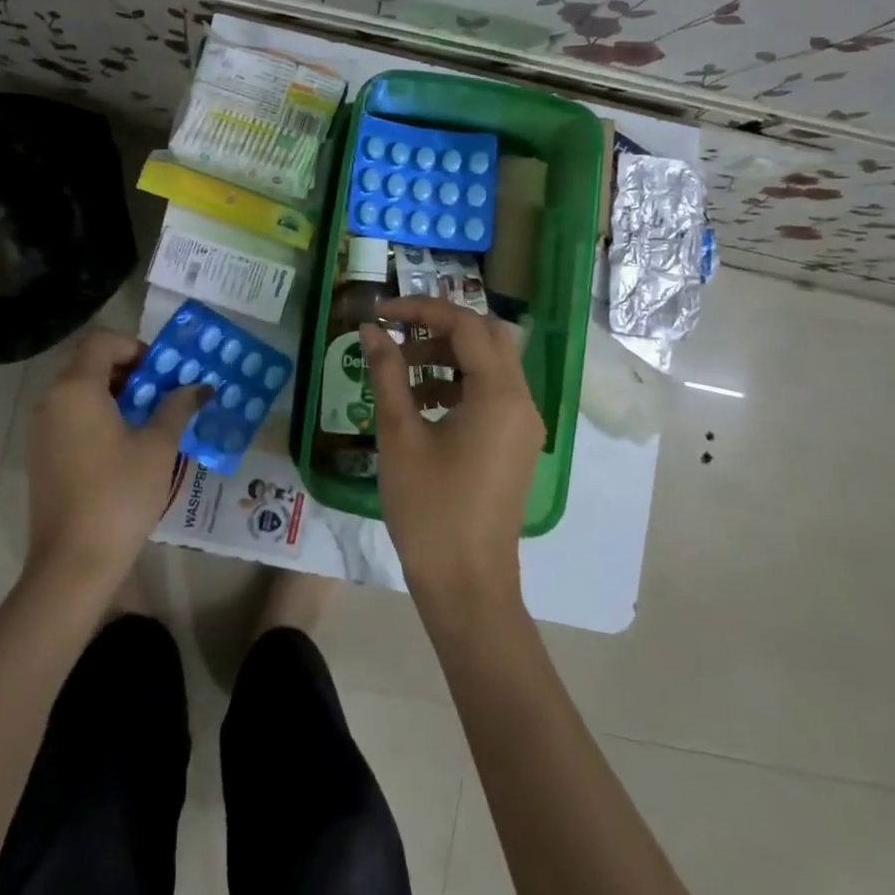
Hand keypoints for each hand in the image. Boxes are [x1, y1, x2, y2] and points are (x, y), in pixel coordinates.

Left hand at [23, 329, 205, 591]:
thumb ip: (177, 407)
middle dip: (130, 371)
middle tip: (163, 394)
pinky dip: (99, 417)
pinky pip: (71, 418)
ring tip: (151, 420)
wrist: (72, 563)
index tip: (164, 372)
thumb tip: (198, 387)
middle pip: (90, 364)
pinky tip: (126, 447)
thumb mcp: (158, 446)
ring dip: (116, 395)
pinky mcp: (42, 456)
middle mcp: (52, 401)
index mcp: (76, 388)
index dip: (137, 347)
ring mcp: (42, 430)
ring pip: (80, 392)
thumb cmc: (120, 495)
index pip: (103, 341)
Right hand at [361, 297, 543, 617]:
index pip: (466, 325)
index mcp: (499, 394)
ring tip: (401, 372)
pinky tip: (421, 403)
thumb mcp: (400, 435)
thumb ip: (387, 374)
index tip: (381, 313)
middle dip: (439, 327)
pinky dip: (458, 383)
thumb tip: (370, 330)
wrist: (467, 585)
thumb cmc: (430, 509)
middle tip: (397, 334)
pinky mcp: (515, 444)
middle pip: (487, 337)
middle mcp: (522, 401)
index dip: (421, 309)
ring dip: (448, 355)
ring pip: (491, 364)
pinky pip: (492, 393)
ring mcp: (523, 425)